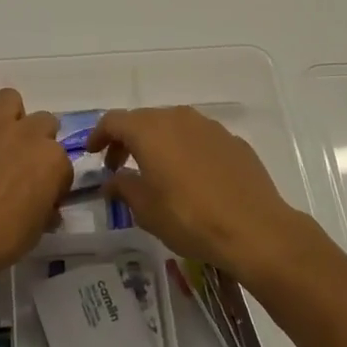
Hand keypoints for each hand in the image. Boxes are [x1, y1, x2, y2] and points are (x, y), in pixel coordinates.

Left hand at [0, 89, 71, 295]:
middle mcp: (29, 135)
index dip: (55, 182)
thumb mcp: (35, 233)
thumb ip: (45, 211)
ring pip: (10, 99)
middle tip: (25, 167)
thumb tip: (46, 209)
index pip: (64, 165)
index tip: (44, 197)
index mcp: (53, 161)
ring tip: (3, 143)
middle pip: (45, 122)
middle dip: (39, 141)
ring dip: (11, 117)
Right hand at [90, 106, 307, 281]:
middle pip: (143, 120)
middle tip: (119, 167)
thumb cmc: (190, 218)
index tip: (92, 153)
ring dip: (158, 143)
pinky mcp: (232, 141)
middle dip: (127, 140)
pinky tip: (190, 178)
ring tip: (155, 172)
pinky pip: (198, 139)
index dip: (98, 135)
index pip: (114, 121)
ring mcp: (208, 127)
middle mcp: (178, 118)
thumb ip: (124, 187)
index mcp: (150, 130)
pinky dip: (185, 151)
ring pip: (173, 126)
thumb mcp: (146, 209)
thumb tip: (113, 180)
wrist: (255, 229)